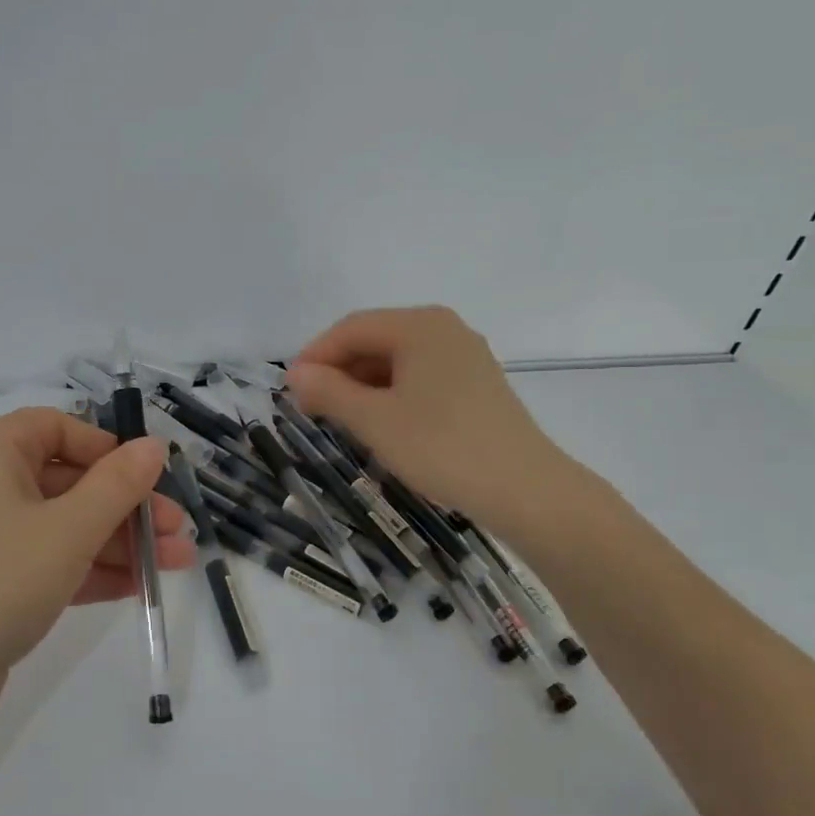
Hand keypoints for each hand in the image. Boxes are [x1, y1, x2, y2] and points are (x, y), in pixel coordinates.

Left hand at [0, 408, 194, 724]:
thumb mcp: (68, 529)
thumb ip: (118, 485)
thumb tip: (155, 445)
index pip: (57, 428)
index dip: (107, 448)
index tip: (147, 476)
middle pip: (70, 481)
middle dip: (128, 506)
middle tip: (177, 530)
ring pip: (67, 525)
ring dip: (121, 542)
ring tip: (176, 562)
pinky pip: (52, 560)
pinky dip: (93, 569)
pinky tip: (141, 585)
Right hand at [287, 306, 573, 522]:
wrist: (524, 490)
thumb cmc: (441, 447)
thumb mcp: (374, 420)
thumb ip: (329, 392)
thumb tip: (295, 374)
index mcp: (420, 325)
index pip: (351, 328)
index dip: (315, 356)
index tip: (289, 390)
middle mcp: (445, 330)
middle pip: (375, 340)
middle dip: (338, 371)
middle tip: (310, 408)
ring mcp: (465, 357)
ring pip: (397, 361)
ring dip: (362, 386)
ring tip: (340, 420)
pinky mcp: (476, 385)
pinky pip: (419, 378)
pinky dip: (391, 395)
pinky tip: (380, 425)